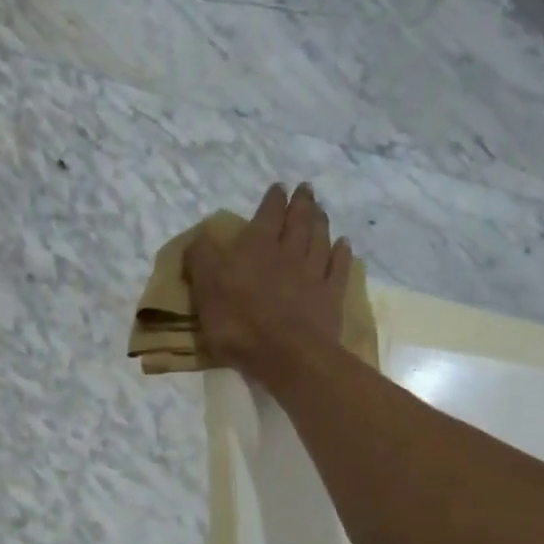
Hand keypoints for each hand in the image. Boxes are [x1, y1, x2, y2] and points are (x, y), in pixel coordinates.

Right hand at [184, 182, 351, 385]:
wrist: (287, 355)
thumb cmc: (239, 324)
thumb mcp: (205, 290)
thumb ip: (202, 260)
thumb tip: (200, 239)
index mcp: (256, 248)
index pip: (266, 215)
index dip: (272, 200)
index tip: (278, 188)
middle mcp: (288, 252)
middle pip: (298, 221)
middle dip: (301, 203)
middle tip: (306, 189)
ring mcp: (313, 274)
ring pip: (320, 238)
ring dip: (320, 222)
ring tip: (321, 210)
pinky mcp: (330, 296)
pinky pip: (338, 267)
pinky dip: (341, 253)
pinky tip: (343, 244)